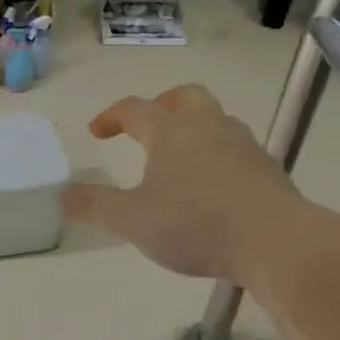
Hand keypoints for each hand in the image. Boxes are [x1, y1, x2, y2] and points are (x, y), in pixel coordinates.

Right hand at [63, 85, 311, 280]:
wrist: (276, 241)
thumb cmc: (196, 225)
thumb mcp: (133, 221)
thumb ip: (94, 206)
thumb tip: (62, 194)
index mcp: (170, 132)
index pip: (134, 109)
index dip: (111, 117)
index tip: (97, 132)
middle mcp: (207, 126)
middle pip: (183, 97)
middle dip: (160, 105)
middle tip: (146, 127)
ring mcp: (242, 143)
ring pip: (214, 119)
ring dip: (192, 128)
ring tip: (179, 158)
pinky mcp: (266, 167)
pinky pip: (235, 146)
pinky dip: (216, 153)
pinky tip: (212, 184)